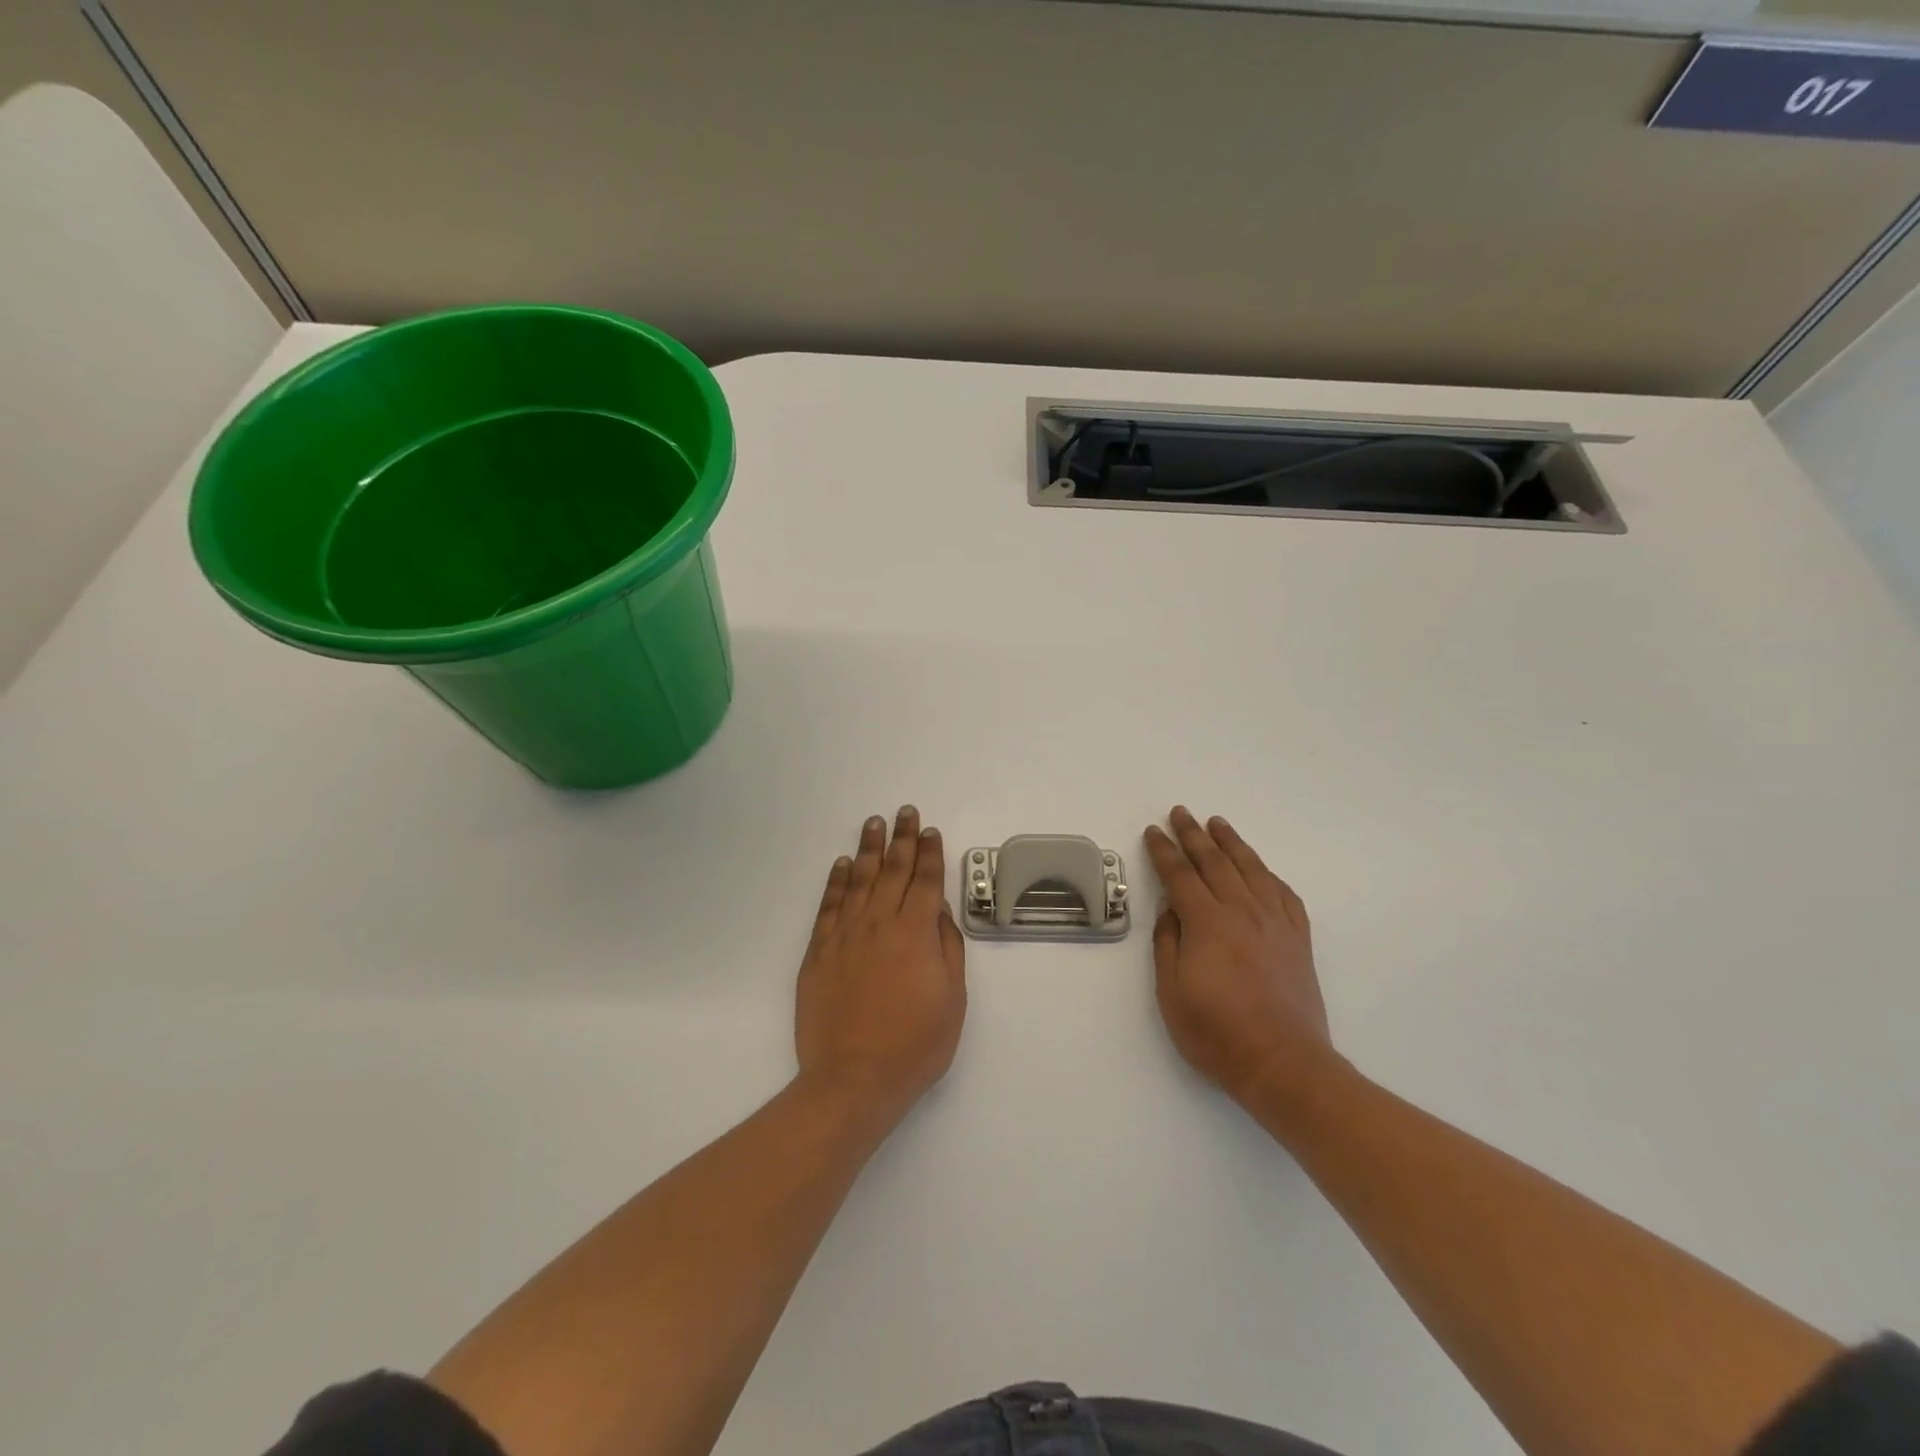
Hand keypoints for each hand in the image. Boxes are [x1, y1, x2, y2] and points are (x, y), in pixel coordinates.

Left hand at [795, 807, 966, 1118]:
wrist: (853, 1079)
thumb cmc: (915, 1045)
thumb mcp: (952, 1000)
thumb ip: (947, 949)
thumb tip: (938, 911)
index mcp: (916, 933)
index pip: (925, 881)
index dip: (930, 853)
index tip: (930, 831)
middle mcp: (880, 923)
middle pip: (893, 871)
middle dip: (902, 838)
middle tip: (905, 811)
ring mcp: (845, 935)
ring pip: (860, 880)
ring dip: (869, 849)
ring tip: (874, 823)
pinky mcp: (819, 952)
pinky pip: (829, 905)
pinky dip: (837, 881)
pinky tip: (843, 864)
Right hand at [1143, 806, 1332, 1104]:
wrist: (1283, 1064)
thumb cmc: (1217, 1033)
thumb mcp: (1171, 993)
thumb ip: (1168, 944)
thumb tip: (1170, 909)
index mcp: (1207, 924)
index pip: (1180, 875)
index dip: (1164, 851)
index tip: (1152, 831)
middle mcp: (1242, 912)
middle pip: (1215, 862)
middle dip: (1193, 835)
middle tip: (1180, 812)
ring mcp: (1274, 923)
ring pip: (1251, 869)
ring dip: (1231, 842)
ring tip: (1217, 823)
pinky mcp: (1297, 938)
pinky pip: (1283, 893)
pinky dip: (1267, 873)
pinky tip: (1259, 868)